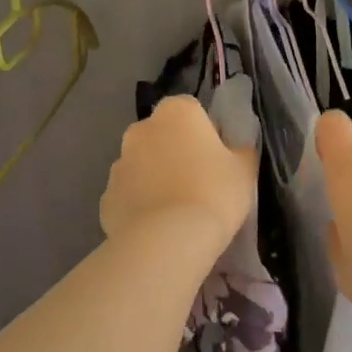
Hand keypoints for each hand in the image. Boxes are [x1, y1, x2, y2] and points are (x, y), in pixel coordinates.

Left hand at [100, 95, 256, 265]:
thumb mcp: (244, 170)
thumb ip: (240, 151)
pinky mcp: (106, 196)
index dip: (206, 133)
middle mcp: (142, 129)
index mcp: (176, 112)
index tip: (218, 159)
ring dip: (156, 177)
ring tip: (177, 210)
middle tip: (199, 183)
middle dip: (176, 152)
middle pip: (163, 135)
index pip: (192, 111)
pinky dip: (140, 204)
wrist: (167, 241)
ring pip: (143, 164)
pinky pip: (129, 194)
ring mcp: (119, 163)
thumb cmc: (214, 194)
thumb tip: (235, 150)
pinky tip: (157, 227)